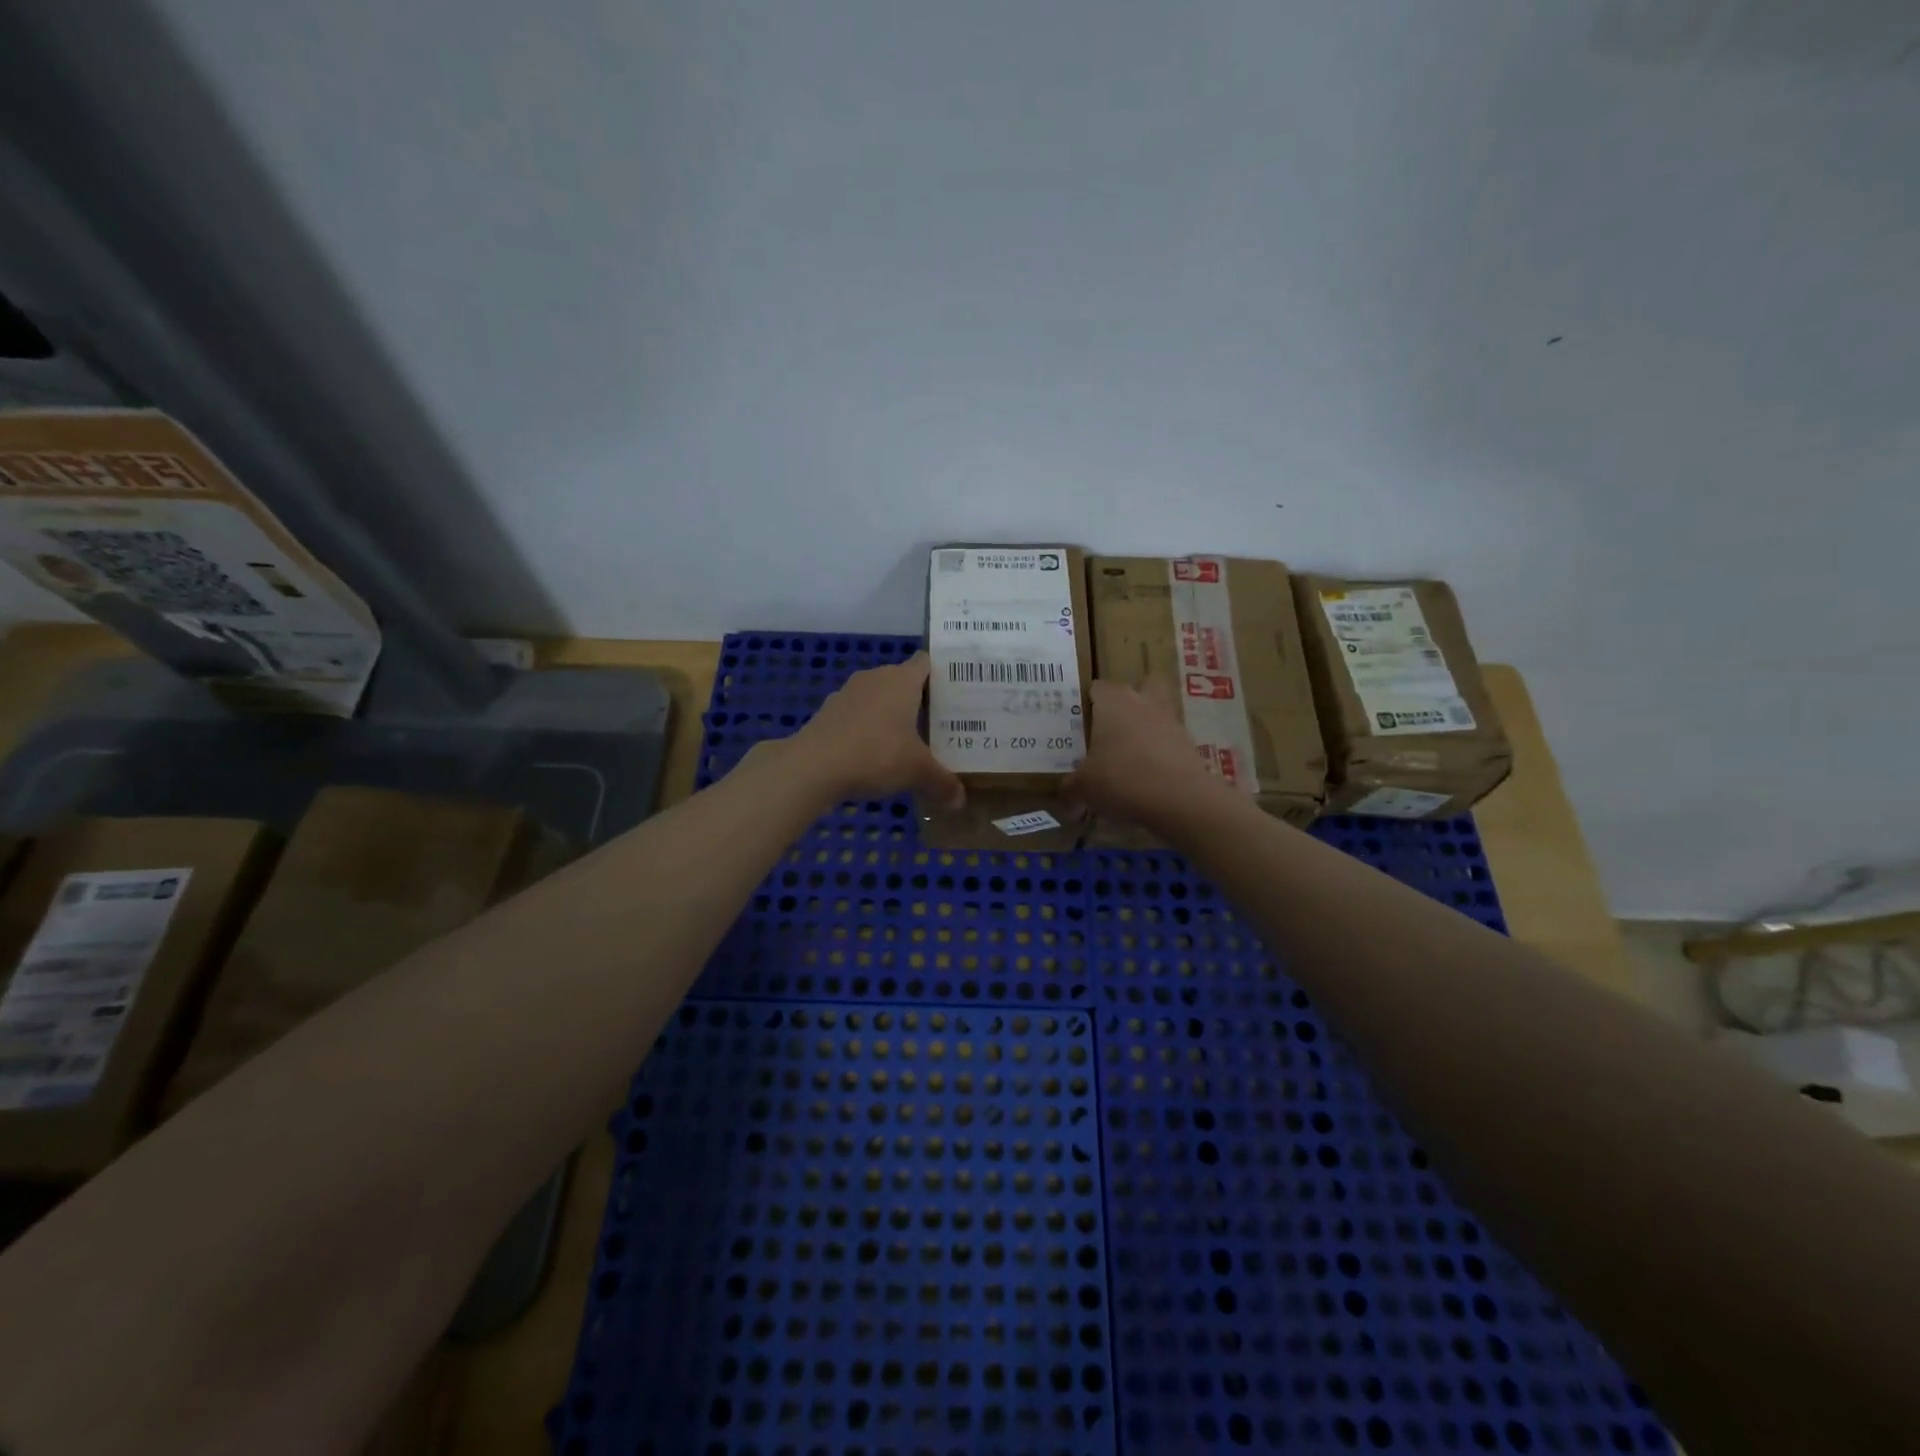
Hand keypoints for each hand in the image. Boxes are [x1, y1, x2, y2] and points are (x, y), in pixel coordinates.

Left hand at [783, 654, 965, 807]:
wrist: (813, 767)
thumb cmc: (876, 755)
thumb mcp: (917, 772)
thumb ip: (942, 782)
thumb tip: (960, 800)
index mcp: (902, 680)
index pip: (926, 662)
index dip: (942, 675)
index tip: (956, 694)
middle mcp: (875, 678)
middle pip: (902, 680)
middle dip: (919, 700)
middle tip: (940, 724)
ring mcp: (847, 693)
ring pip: (877, 698)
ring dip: (890, 715)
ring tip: (908, 741)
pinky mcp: (827, 713)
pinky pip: (856, 716)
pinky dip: (865, 730)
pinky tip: (872, 755)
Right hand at [1065, 679, 1223, 825]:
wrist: (1179, 800)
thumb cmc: (1121, 779)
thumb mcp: (1083, 788)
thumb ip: (1071, 790)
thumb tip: (1067, 802)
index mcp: (1114, 702)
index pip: (1098, 687)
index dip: (1088, 702)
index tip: (1079, 722)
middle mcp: (1144, 703)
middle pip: (1142, 685)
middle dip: (1130, 702)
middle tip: (1112, 727)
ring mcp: (1172, 722)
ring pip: (1159, 714)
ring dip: (1147, 729)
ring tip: (1129, 759)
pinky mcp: (1191, 746)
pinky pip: (1171, 743)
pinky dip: (1161, 755)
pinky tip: (1148, 779)